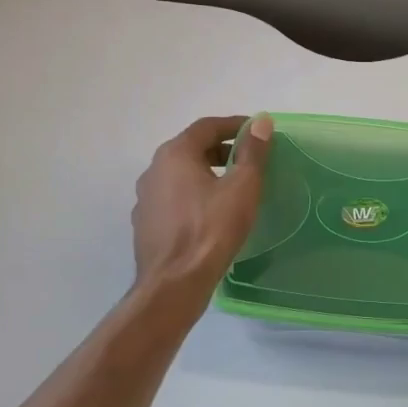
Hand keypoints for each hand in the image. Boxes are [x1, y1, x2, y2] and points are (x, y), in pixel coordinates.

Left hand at [132, 114, 273, 296]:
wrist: (174, 284)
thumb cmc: (212, 229)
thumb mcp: (242, 187)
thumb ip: (253, 151)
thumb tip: (262, 121)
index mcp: (175, 155)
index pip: (207, 127)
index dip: (235, 125)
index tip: (258, 132)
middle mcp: (154, 170)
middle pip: (191, 148)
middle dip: (222, 149)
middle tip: (249, 159)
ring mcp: (146, 199)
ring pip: (181, 175)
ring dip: (207, 173)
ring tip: (233, 187)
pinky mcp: (146, 224)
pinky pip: (174, 198)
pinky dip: (194, 195)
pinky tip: (211, 214)